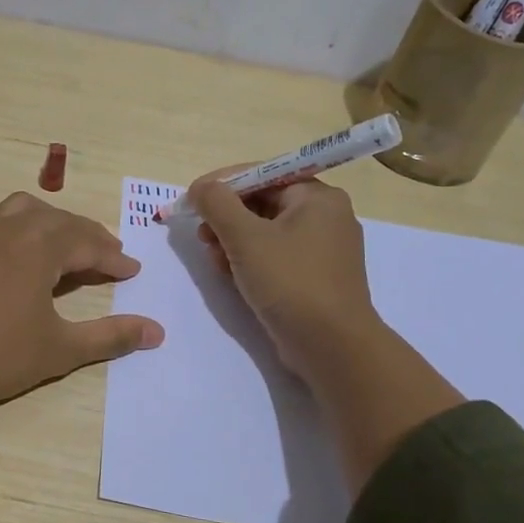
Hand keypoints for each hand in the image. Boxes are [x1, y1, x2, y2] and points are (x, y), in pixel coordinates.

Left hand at [0, 192, 163, 413]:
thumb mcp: (62, 348)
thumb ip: (111, 336)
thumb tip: (157, 332)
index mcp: (41, 247)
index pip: (89, 244)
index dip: (114, 258)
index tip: (133, 272)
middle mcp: (10, 230)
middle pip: (59, 221)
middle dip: (88, 236)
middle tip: (108, 256)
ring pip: (20, 210)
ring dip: (48, 222)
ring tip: (62, 243)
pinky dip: (4, 229)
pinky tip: (4, 249)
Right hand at [185, 169, 463, 487]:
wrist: (332, 347)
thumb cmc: (290, 282)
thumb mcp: (245, 238)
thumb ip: (217, 204)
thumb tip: (201, 187)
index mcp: (317, 197)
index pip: (262, 175)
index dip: (222, 184)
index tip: (191, 199)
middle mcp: (325, 216)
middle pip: (263, 203)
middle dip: (226, 217)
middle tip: (200, 234)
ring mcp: (322, 250)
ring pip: (265, 232)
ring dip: (232, 240)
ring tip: (212, 257)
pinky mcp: (314, 278)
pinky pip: (275, 256)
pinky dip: (249, 260)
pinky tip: (228, 274)